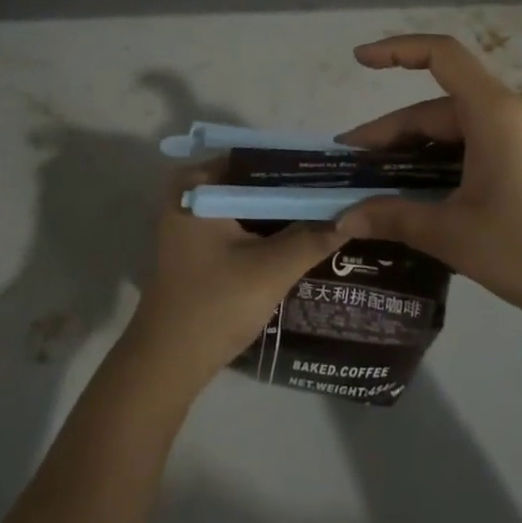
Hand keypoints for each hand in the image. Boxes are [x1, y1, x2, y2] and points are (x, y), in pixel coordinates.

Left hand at [126, 162, 346, 388]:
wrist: (167, 364)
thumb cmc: (215, 306)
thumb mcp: (271, 269)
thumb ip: (312, 237)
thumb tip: (354, 213)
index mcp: (198, 183)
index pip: (258, 158)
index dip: (298, 166)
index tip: (337, 173)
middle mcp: (191, 191)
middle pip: (253, 180)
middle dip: (294, 189)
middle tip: (341, 193)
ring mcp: (192, 218)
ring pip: (248, 203)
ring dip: (283, 210)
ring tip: (332, 211)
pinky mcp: (198, 243)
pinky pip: (240, 222)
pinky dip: (267, 228)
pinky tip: (303, 236)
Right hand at [335, 33, 521, 343]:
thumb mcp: (453, 234)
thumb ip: (393, 217)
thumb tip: (343, 220)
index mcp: (495, 111)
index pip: (440, 54)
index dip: (395, 49)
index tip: (359, 61)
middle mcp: (515, 111)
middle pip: (440, 106)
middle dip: (393, 133)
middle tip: (354, 165)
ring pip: (459, 129)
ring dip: (418, 151)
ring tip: (383, 183)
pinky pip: (482, 145)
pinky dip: (448, 161)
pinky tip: (428, 194)